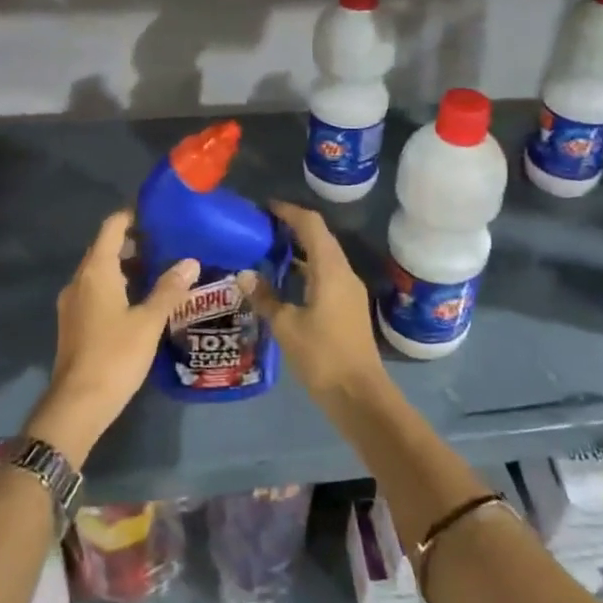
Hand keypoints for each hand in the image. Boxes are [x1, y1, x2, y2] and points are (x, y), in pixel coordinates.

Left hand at [25, 211, 198, 466]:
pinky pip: (97, 290)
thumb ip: (169, 289)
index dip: (133, 215)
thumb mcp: (149, 321)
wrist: (77, 405)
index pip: (112, 227)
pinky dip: (118, 285)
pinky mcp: (74, 323)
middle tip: (168, 241)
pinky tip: (141, 299)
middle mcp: (80, 280)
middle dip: (134, 241)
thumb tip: (190, 262)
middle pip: (105, 247)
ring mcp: (73, 303)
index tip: (158, 213)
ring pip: (101, 271)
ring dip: (127, 265)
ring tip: (161, 268)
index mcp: (96, 271)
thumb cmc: (115, 356)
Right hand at [238, 201, 387, 405]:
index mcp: (330, 269)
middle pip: (320, 237)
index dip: (289, 211)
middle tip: (262, 228)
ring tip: (268, 250)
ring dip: (299, 249)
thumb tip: (244, 275)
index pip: (311, 225)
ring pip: (324, 256)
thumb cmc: (322, 356)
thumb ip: (265, 297)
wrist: (359, 394)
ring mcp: (349, 289)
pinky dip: (306, 268)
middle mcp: (343, 272)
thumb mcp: (286, 326)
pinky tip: (285, 281)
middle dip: (292, 227)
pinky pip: (326, 273)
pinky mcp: (348, 306)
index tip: (265, 208)